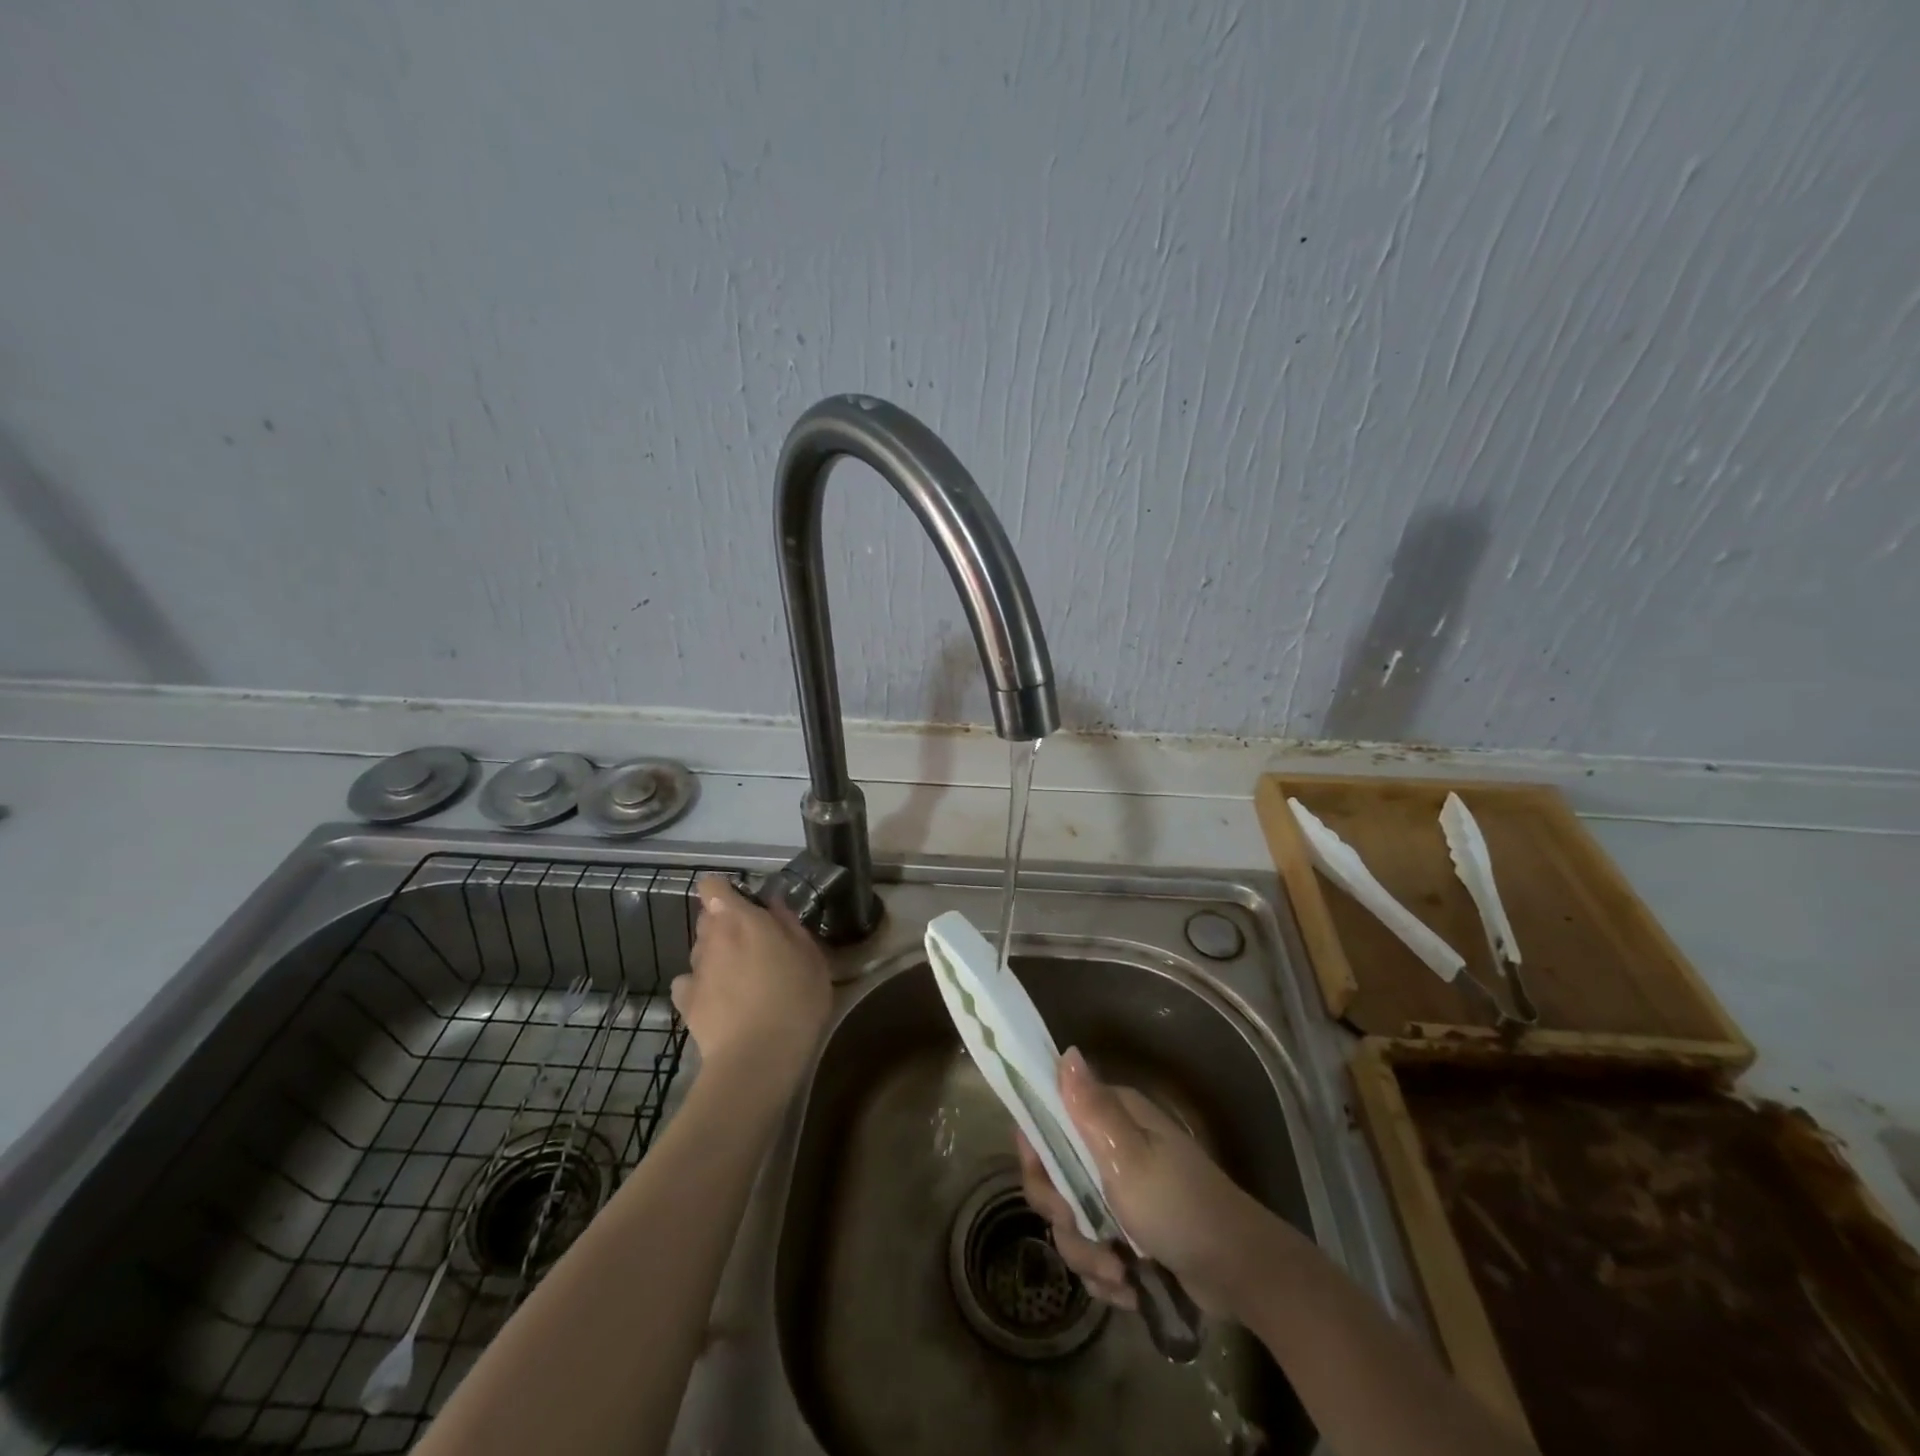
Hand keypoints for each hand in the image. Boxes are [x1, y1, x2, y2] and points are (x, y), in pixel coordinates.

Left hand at [673, 876, 832, 1094]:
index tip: (744, 903)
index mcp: (741, 920)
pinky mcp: (685, 1003)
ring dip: (716, 955)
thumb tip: (773, 903)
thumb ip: (789, 924)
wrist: (758, 1058)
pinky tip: (718, 1000)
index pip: (712, 887)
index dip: (723, 890)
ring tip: (740, 977)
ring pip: (700, 950)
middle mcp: (712, 938)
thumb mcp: (810, 956)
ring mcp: (695, 971)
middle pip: (708, 918)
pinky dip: (700, 986)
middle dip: (725, 924)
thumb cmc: (794, 998)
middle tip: (753, 943)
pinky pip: (688, 983)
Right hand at [1015, 1048, 1294, 1320]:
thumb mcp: (1130, 1158)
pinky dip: (1105, 1275)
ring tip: (1118, 1274)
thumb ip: (1090, 1110)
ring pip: (1071, 1220)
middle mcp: (1111, 1146)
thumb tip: (1066, 1051)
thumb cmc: (1180, 1207)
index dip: (1037, 1152)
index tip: (1048, 1182)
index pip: (1049, 1118)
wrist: (1240, 1273)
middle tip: (1086, 1232)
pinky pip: (1093, 1250)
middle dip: (1064, 1215)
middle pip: (1054, 1176)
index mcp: (1111, 1117)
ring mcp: (1120, 1190)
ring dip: (1087, 1254)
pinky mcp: (1129, 1231)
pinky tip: (1128, 1289)